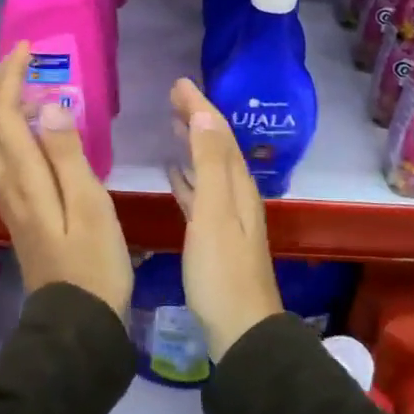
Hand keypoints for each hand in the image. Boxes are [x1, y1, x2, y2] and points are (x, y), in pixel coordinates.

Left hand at [0, 43, 131, 319]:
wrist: (77, 322)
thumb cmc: (94, 262)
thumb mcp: (91, 205)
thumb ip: (67, 154)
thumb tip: (46, 105)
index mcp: (24, 179)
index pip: (1, 115)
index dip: (9, 78)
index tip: (28, 51)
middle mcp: (6, 185)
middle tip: (17, 60)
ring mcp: (7, 199)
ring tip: (20, 83)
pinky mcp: (17, 210)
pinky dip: (3, 129)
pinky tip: (29, 127)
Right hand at [168, 78, 282, 360]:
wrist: (240, 331)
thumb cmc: (222, 270)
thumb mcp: (214, 212)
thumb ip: (209, 164)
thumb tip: (203, 115)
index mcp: (238, 185)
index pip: (218, 134)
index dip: (200, 106)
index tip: (179, 83)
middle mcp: (236, 194)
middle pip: (216, 146)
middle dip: (197, 118)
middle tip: (173, 96)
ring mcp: (226, 216)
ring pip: (208, 167)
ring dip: (192, 143)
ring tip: (174, 123)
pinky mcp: (214, 236)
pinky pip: (200, 193)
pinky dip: (187, 176)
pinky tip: (173, 173)